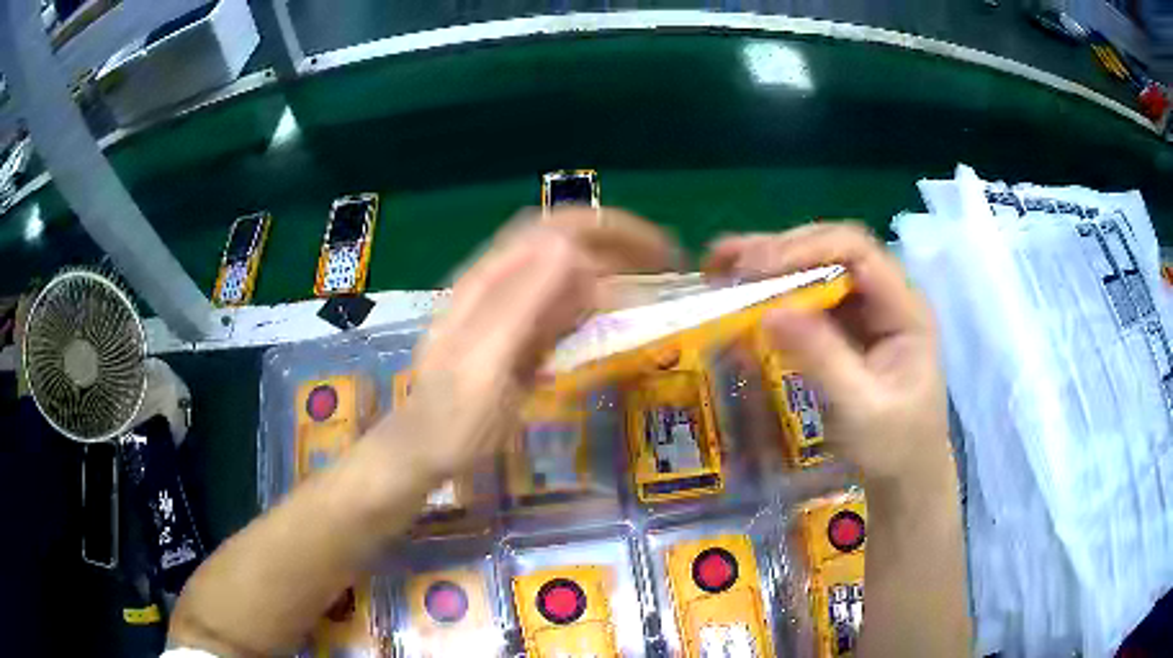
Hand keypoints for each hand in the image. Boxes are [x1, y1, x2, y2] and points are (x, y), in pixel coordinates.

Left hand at [397, 208, 680, 479]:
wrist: (425, 450)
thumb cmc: (453, 416)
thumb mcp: (484, 361)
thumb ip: (522, 303)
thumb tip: (571, 248)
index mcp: (490, 280)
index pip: (557, 229)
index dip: (610, 229)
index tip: (657, 251)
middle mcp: (501, 283)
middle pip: (566, 242)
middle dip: (618, 243)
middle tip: (666, 263)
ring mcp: (510, 308)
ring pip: (568, 271)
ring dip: (610, 268)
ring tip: (651, 279)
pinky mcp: (519, 334)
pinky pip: (562, 306)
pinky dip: (594, 302)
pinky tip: (614, 315)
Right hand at [705, 223, 949, 488]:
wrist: (905, 477)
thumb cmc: (894, 448)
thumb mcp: (861, 409)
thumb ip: (822, 358)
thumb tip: (769, 312)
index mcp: (905, 308)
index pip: (858, 251)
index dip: (807, 248)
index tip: (759, 268)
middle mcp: (886, 298)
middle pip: (833, 250)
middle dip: (781, 251)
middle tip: (728, 264)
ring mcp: (866, 311)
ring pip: (818, 268)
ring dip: (771, 264)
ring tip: (722, 265)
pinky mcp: (847, 328)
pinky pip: (809, 298)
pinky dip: (775, 292)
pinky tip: (743, 293)